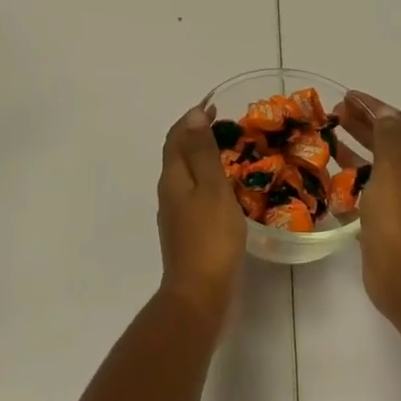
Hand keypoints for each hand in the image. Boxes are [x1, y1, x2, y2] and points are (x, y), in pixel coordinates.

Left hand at [155, 106, 247, 332]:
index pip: (176, 137)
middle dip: (197, 136)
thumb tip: (193, 115)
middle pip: (178, 154)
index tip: (214, 105)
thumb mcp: (212, 188)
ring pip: (187, 176)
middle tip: (227, 126)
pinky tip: (227, 190)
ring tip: (230, 153)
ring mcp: (176, 215)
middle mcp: (169, 193)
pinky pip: (196, 195)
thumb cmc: (210, 237)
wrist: (199, 295)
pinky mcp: (187, 233)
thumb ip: (203, 152)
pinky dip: (209, 182)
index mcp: (172, 178)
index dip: (192, 119)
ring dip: (203, 158)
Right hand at [336, 92, 400, 323]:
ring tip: (327, 139)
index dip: (374, 106)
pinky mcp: (384, 221)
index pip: (398, 122)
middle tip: (333, 114)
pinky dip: (349, 180)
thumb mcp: (392, 167)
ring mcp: (400, 201)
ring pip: (375, 166)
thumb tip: (385, 112)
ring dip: (353, 150)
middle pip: (387, 142)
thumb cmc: (398, 215)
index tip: (348, 95)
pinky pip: (365, 191)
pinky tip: (328, 178)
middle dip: (362, 124)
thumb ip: (387, 136)